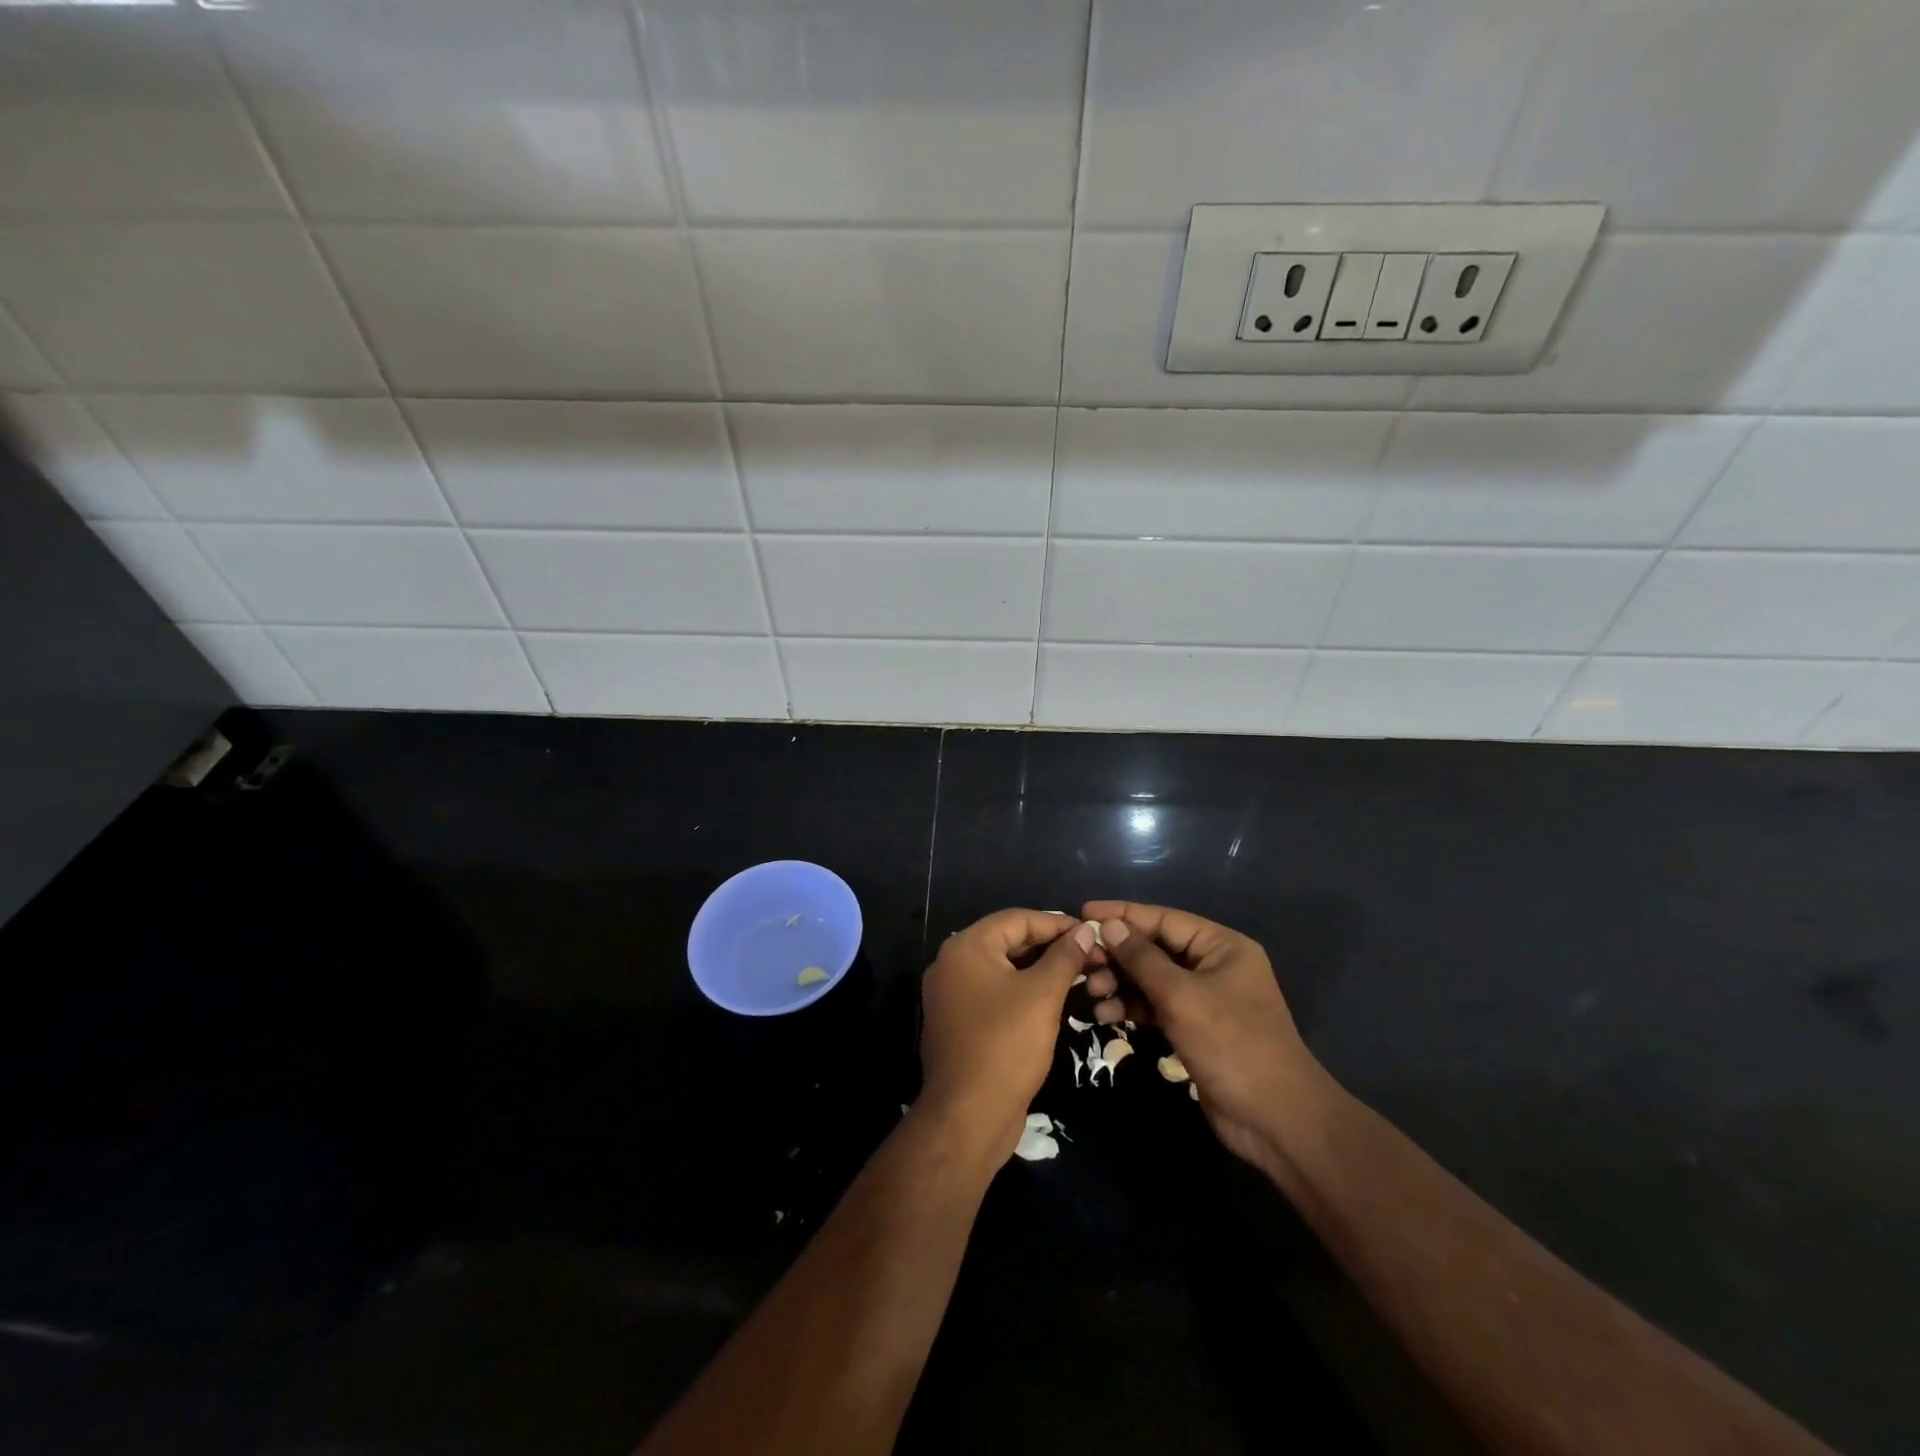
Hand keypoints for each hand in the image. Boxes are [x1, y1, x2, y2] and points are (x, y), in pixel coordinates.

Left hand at [919, 909, 1093, 1163]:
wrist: (967, 1116)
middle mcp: (951, 964)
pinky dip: (1022, 991)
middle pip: (1007, 942)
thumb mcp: (1043, 995)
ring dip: (1039, 970)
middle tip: (1089, 954)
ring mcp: (951, 995)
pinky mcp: (958, 1022)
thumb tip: (1085, 929)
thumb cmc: (1006, 1044)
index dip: (1056, 923)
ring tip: (1079, 975)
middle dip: (1049, 947)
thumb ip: (1064, 957)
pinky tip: (1052, 1000)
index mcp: (965, 947)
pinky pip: (994, 993)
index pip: (1017, 919)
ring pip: (1002, 970)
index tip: (1091, 932)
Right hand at [1081, 900, 1328, 1174]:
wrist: (1275, 1119)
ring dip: (1120, 983)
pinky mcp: (1195, 1029)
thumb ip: (1142, 959)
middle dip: (1118, 955)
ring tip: (1091, 993)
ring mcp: (1204, 999)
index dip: (1123, 914)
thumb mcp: (1182, 996)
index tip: (1084, 911)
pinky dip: (1132, 1007)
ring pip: (1151, 979)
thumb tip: (1109, 924)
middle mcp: (1213, 965)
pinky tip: (1106, 1015)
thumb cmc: (1232, 1044)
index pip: (1164, 919)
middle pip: (1155, 948)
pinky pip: (1156, 1006)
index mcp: (1221, 946)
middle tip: (1082, 963)